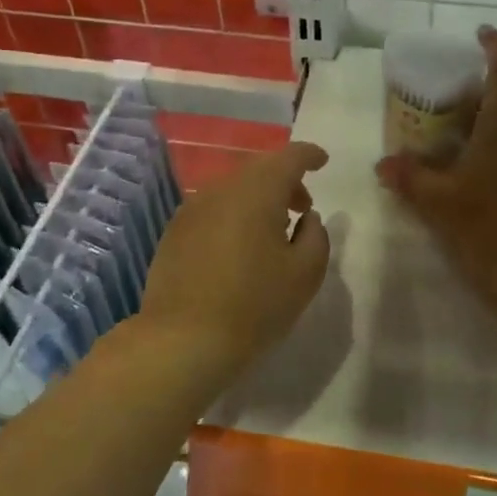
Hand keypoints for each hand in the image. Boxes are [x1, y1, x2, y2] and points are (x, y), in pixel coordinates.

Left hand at [136, 142, 330, 381]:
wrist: (183, 340)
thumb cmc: (255, 305)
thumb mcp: (305, 273)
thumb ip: (316, 235)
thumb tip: (306, 218)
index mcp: (257, 191)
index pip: (288, 157)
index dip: (309, 155)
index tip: (322, 161)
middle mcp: (221, 189)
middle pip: (258, 170)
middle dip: (285, 181)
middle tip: (303, 208)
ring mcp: (192, 209)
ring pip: (233, 189)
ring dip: (257, 199)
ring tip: (272, 230)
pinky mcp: (174, 232)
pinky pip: (213, 210)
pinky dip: (233, 215)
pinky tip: (239, 247)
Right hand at [375, 28, 496, 318]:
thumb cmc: (484, 227)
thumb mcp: (436, 202)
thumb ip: (407, 178)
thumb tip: (384, 164)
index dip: (494, 46)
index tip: (480, 33)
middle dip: (472, 96)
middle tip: (437, 106)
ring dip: (479, 127)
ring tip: (445, 144)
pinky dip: (489, 151)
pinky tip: (465, 177)